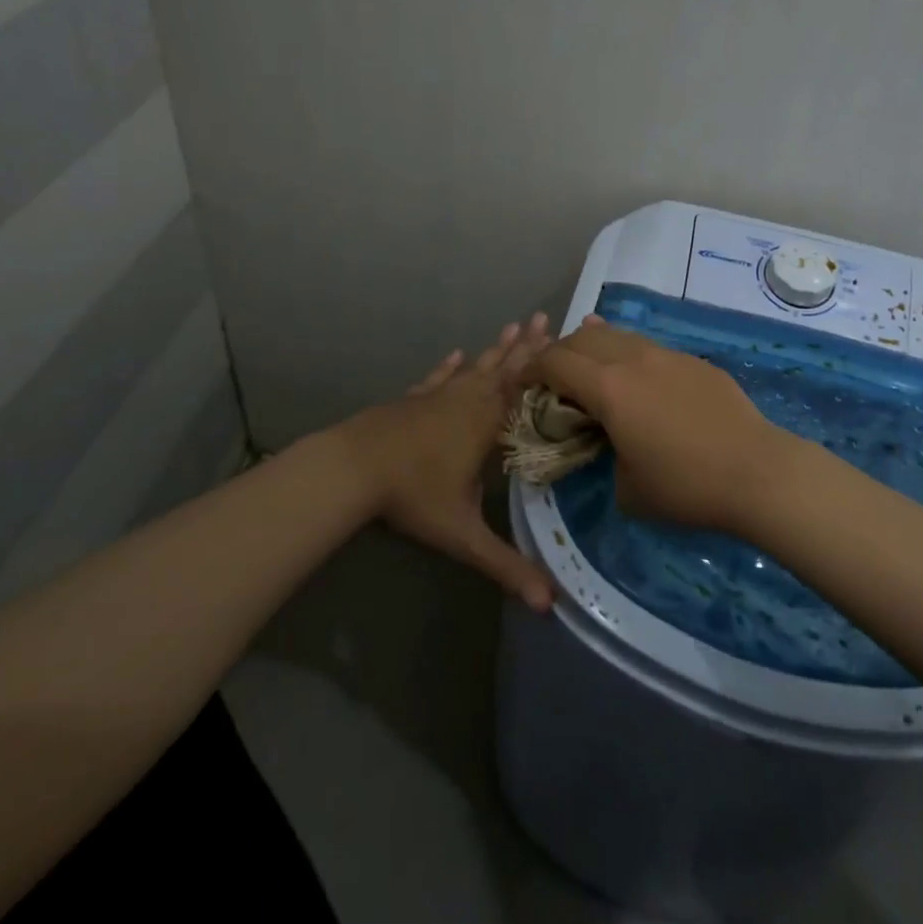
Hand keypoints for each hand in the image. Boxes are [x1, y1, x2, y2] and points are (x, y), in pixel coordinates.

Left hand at [331, 315, 555, 611]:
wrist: (353, 467)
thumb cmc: (413, 495)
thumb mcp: (463, 535)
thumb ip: (506, 566)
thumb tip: (549, 605)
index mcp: (487, 424)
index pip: (527, 392)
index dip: (549, 370)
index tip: (569, 345)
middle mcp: (468, 400)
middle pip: (505, 369)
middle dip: (529, 346)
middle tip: (547, 317)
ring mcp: (439, 396)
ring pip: (476, 367)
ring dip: (498, 348)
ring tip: (515, 324)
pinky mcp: (415, 398)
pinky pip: (440, 376)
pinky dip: (450, 365)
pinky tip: (456, 353)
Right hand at [527, 318, 805, 534]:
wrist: (758, 472)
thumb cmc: (686, 487)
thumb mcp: (627, 489)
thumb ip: (604, 457)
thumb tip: (609, 445)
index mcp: (608, 387)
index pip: (554, 362)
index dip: (530, 370)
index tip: (520, 384)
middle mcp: (633, 359)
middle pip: (582, 339)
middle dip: (558, 353)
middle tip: (550, 377)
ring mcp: (667, 355)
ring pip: (617, 335)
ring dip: (593, 346)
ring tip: (584, 361)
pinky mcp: (694, 362)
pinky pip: (648, 348)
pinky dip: (627, 353)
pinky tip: (633, 369)